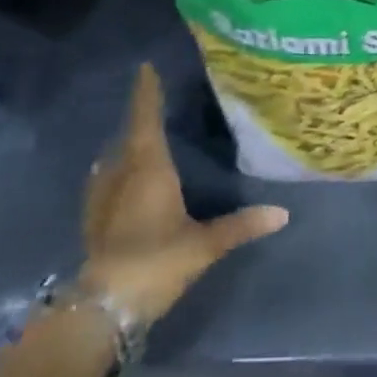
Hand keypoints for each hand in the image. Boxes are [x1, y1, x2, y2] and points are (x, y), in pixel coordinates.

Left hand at [81, 64, 288, 326]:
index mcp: (148, 169)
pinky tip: (118, 181)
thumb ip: (241, 225)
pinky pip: (104, 183)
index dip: (146, 94)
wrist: (103, 308)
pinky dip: (114, 172)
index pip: (145, 121)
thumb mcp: (204, 244)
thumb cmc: (156, 261)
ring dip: (124, 146)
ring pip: (112, 160)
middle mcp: (121, 176)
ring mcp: (102, 200)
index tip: (145, 68)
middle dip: (139, 118)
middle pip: (128, 137)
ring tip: (139, 139)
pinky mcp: (93, 222)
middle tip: (153, 103)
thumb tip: (282, 213)